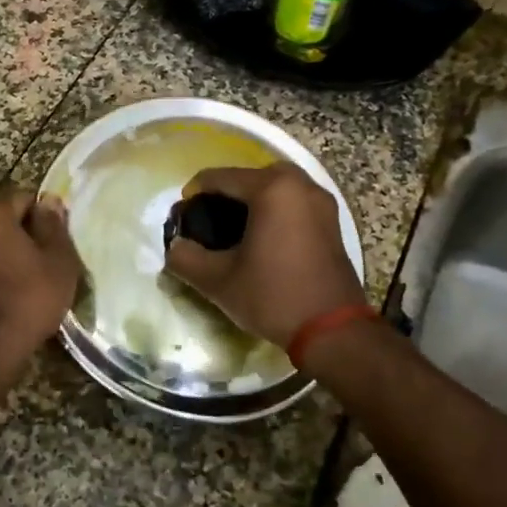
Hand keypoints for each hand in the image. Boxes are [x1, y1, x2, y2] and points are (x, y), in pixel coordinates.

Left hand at [0, 187, 81, 376]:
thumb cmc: (30, 298)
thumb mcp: (58, 260)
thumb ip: (54, 225)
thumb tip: (49, 201)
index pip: (25, 198)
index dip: (46, 217)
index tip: (60, 242)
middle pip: (6, 219)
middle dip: (28, 234)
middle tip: (51, 261)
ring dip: (13, 253)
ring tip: (35, 279)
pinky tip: (15, 292)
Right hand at [163, 163, 365, 348]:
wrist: (332, 330)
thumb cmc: (273, 296)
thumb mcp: (218, 281)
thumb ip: (186, 258)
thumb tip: (174, 247)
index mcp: (272, 190)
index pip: (222, 177)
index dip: (196, 190)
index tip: (182, 212)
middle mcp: (301, 186)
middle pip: (253, 175)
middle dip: (228, 191)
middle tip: (209, 215)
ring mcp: (322, 202)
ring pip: (278, 187)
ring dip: (254, 199)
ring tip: (234, 225)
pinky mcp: (332, 222)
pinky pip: (296, 202)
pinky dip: (276, 209)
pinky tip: (262, 235)